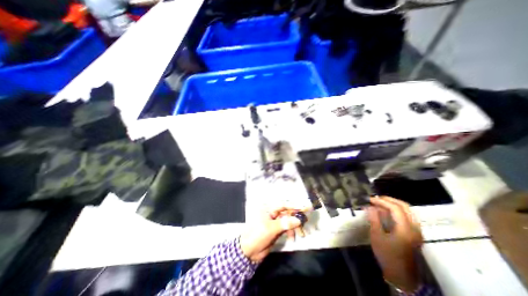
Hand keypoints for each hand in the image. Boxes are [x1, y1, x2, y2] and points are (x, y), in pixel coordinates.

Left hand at [240, 207, 305, 261]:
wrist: (249, 251)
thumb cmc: (257, 235)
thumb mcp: (271, 229)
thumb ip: (284, 224)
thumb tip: (298, 220)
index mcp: (269, 211)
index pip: (283, 206)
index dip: (294, 207)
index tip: (304, 209)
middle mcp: (273, 215)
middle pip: (287, 213)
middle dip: (296, 217)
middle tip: (305, 222)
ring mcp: (275, 224)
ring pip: (288, 222)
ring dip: (295, 226)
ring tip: (301, 233)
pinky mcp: (277, 232)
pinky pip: (287, 229)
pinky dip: (291, 232)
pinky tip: (292, 238)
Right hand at [368, 196, 423, 292]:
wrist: (401, 274)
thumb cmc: (387, 255)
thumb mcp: (377, 236)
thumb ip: (374, 219)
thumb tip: (370, 207)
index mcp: (405, 229)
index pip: (395, 208)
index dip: (382, 201)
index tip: (370, 199)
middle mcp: (414, 228)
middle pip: (405, 207)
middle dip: (389, 200)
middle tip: (376, 198)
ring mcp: (417, 231)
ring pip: (408, 210)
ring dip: (394, 204)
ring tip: (380, 203)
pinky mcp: (415, 233)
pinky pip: (408, 216)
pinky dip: (397, 210)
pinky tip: (387, 211)